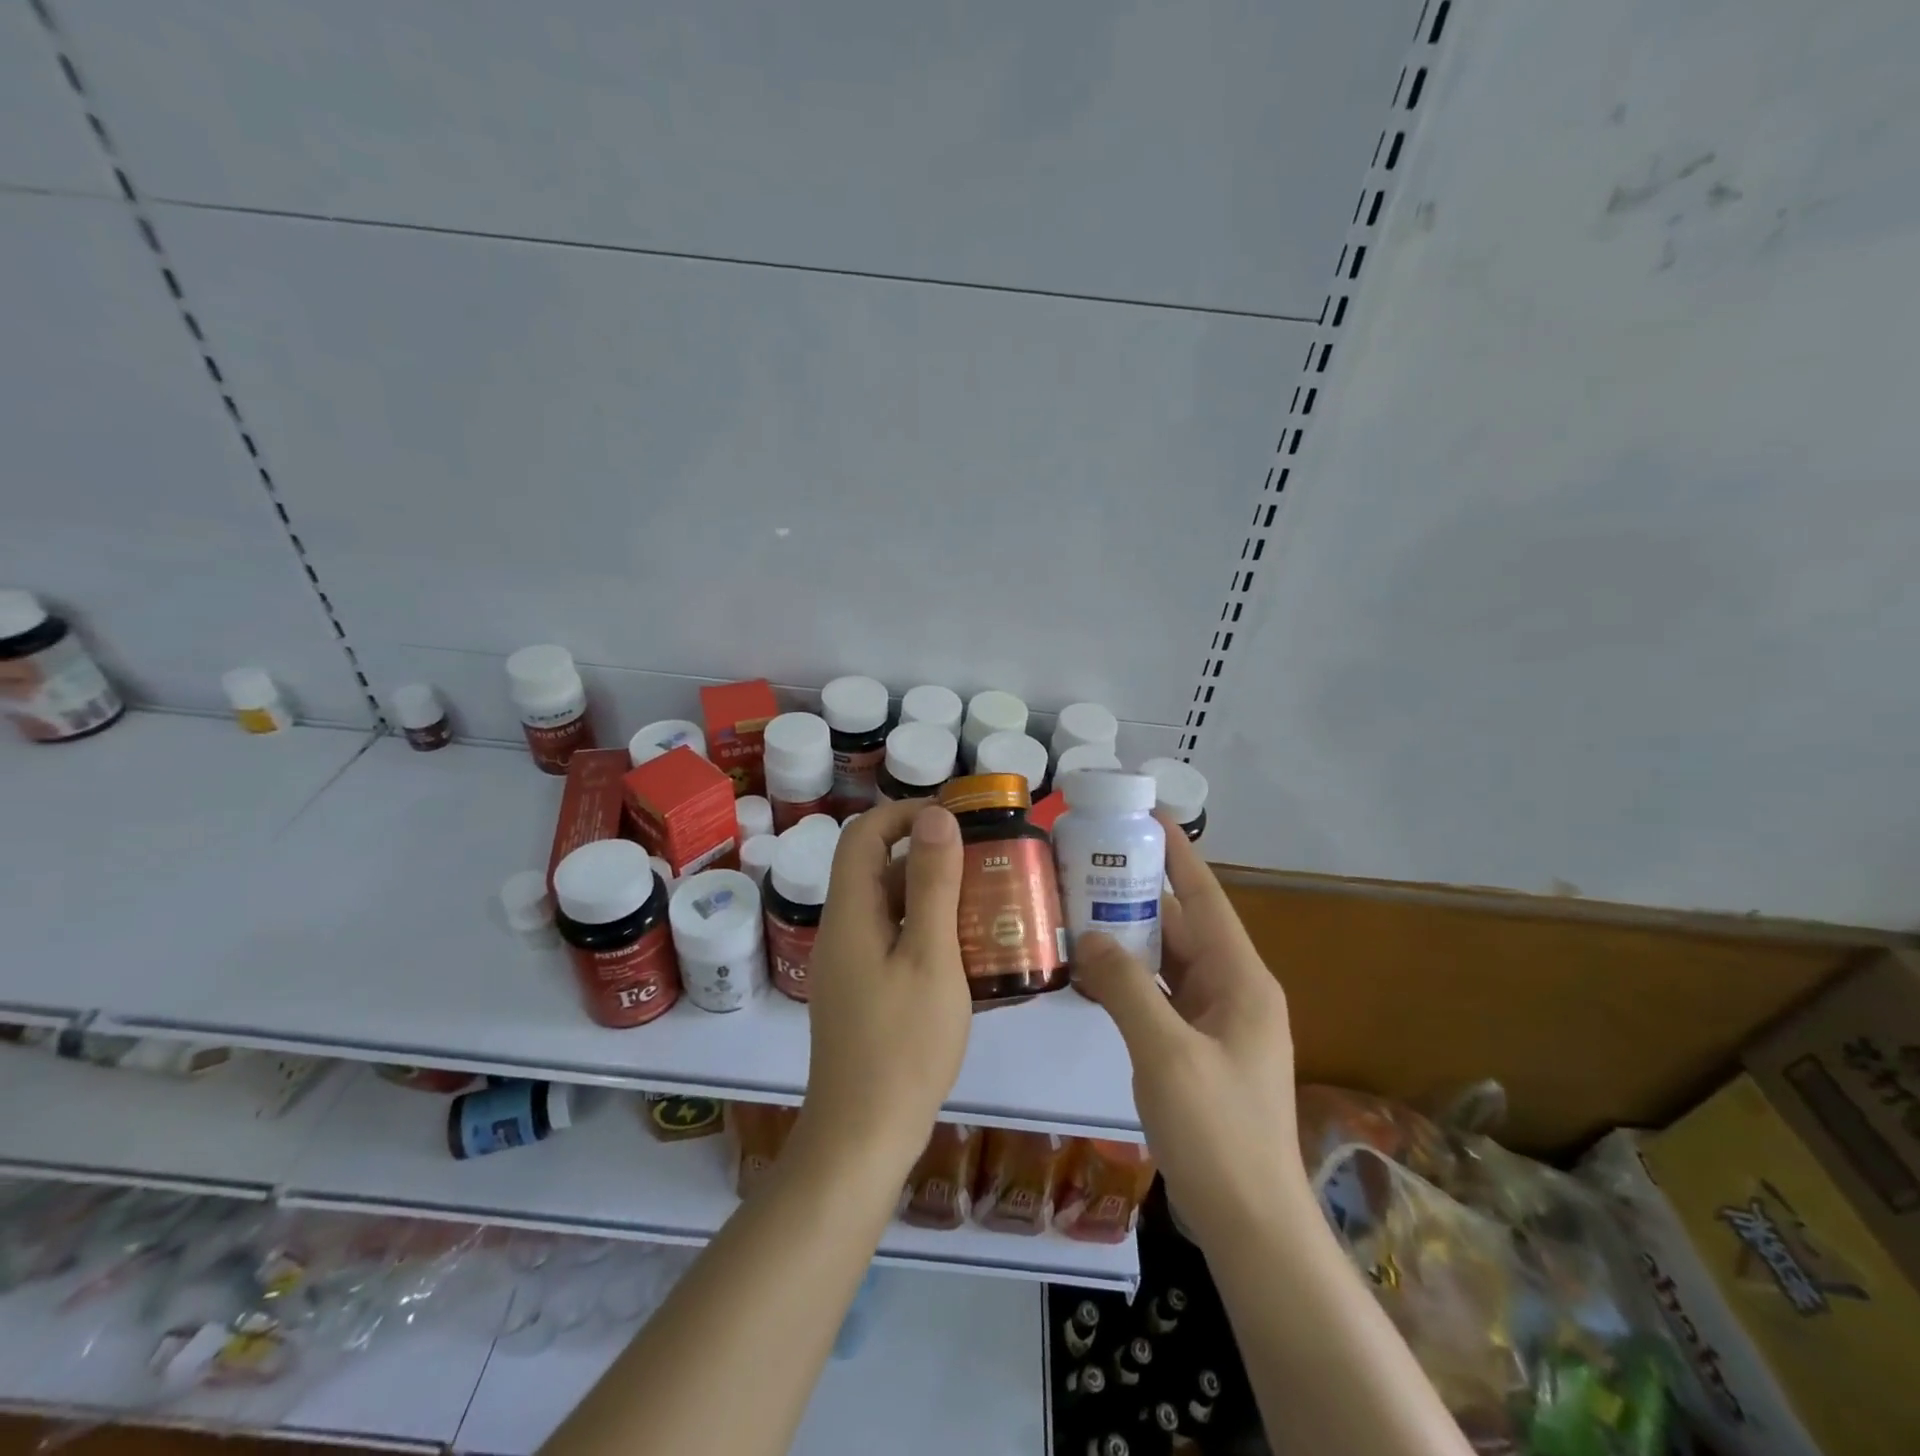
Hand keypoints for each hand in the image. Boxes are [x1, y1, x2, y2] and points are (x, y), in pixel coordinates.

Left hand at [794, 800, 972, 1180]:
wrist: (863, 1138)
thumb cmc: (902, 1044)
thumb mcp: (929, 956)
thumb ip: (932, 884)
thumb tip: (936, 817)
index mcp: (850, 913)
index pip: (864, 835)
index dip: (904, 814)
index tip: (955, 817)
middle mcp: (842, 931)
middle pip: (878, 870)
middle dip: (929, 856)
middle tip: (985, 860)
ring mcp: (850, 966)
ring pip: (890, 909)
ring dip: (933, 897)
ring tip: (989, 902)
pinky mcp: (863, 994)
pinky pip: (894, 943)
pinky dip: (928, 933)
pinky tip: (970, 952)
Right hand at [1072, 816, 1314, 1248]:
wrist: (1251, 1225)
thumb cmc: (1218, 1132)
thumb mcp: (1167, 1053)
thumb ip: (1125, 987)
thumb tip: (1089, 936)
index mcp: (1241, 980)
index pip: (1207, 898)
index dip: (1179, 854)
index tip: (1147, 815)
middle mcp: (1233, 991)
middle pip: (1183, 927)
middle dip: (1138, 894)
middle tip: (1087, 864)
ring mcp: (1216, 1023)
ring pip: (1168, 962)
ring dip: (1129, 938)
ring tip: (1079, 908)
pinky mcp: (1198, 1050)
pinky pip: (1160, 997)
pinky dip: (1129, 980)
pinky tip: (1090, 973)